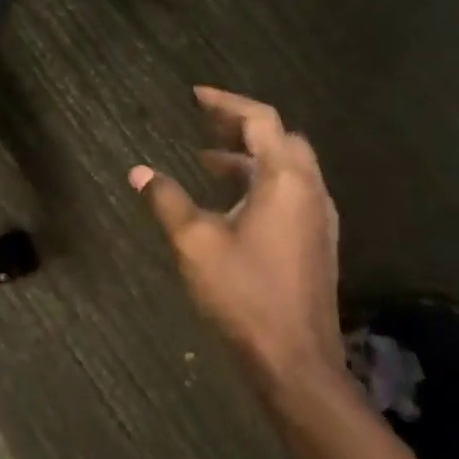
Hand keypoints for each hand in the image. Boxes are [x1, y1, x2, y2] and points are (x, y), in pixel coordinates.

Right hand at [130, 86, 344, 383]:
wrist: (296, 362)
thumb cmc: (244, 294)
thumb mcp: (195, 243)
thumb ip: (167, 200)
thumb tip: (139, 171)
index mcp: (285, 179)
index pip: (261, 119)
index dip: (226, 102)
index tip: (195, 96)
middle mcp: (310, 190)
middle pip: (280, 138)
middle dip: (242, 126)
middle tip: (204, 125)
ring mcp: (319, 217)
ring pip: (287, 167)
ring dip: (251, 156)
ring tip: (208, 161)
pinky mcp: (317, 241)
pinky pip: (291, 192)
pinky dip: (261, 181)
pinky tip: (232, 202)